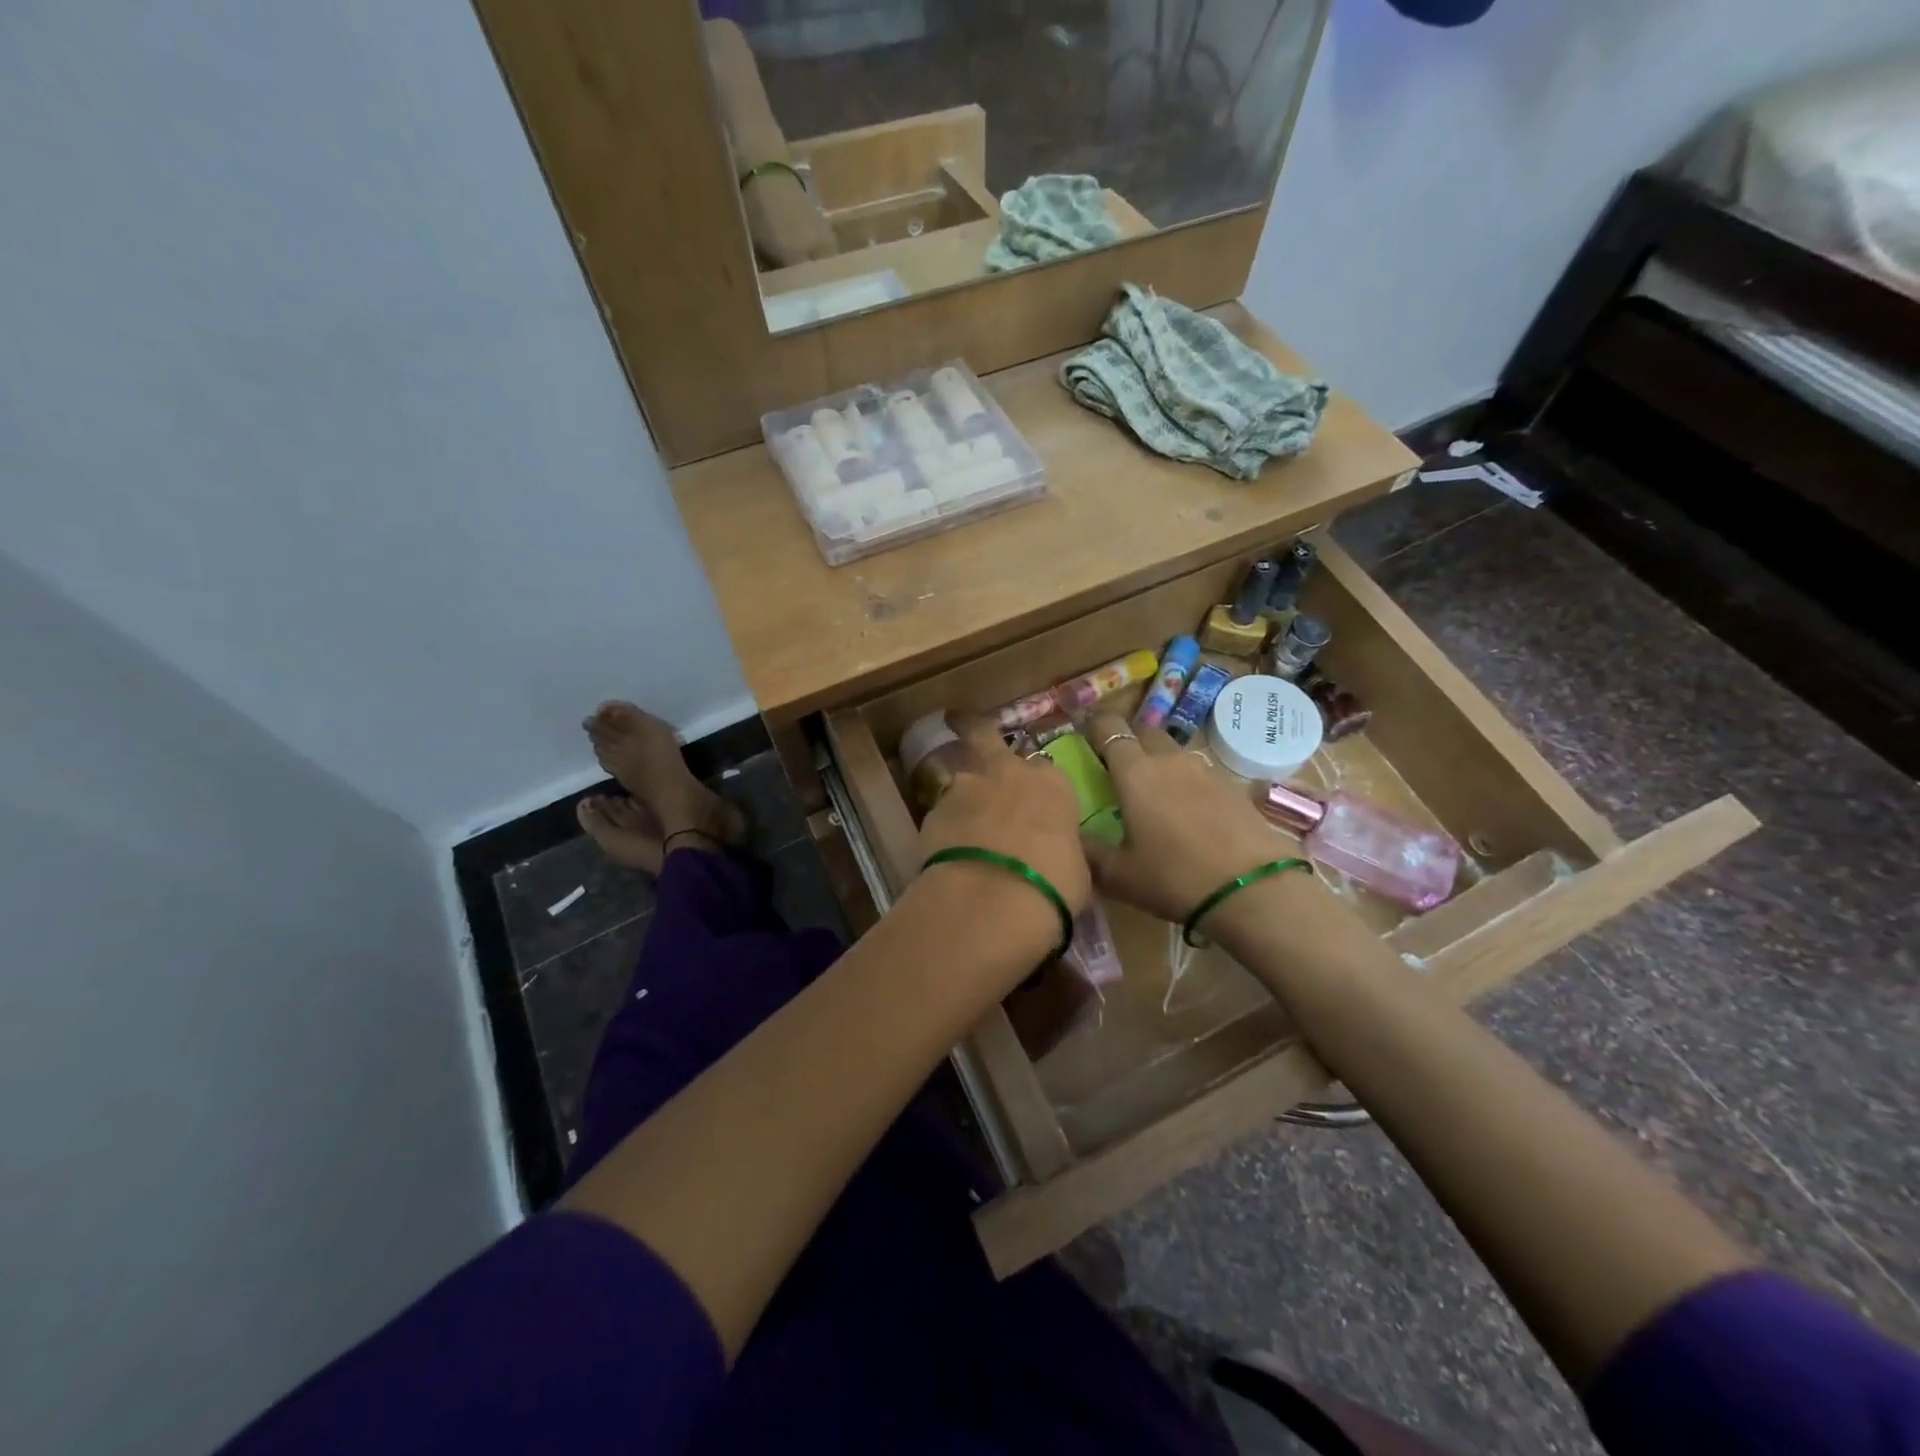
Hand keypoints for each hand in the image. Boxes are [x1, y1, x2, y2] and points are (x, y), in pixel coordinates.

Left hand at [916, 715, 1091, 946]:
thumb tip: (1054, 854)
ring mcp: (965, 788)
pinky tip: (948, 854)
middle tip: (961, 725)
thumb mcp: (1076, 869)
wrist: (992, 899)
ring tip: (963, 829)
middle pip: (986, 738)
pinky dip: (946, 829)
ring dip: (963, 798)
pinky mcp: (932, 812)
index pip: (1047, 773)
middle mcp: (1007, 773)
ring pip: (961, 781)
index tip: (1037, 805)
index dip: (1039, 788)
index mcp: (1051, 783)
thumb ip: (1060, 848)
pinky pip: (943, 816)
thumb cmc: (1052, 884)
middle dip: (976, 731)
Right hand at [1080, 711, 1287, 922]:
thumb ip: (1088, 850)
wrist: (1252, 890)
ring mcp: (1205, 769)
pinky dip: (1185, 782)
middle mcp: (1168, 759)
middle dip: (1127, 740)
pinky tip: (1187, 813)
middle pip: (1144, 730)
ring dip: (1158, 761)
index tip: (1084, 742)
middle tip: (1116, 769)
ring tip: (1153, 794)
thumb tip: (1070, 834)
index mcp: (1134, 771)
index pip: (1108, 727)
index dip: (1094, 728)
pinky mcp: (1233, 786)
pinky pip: (1199, 772)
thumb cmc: (1174, 878)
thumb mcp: (1118, 874)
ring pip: (1173, 751)